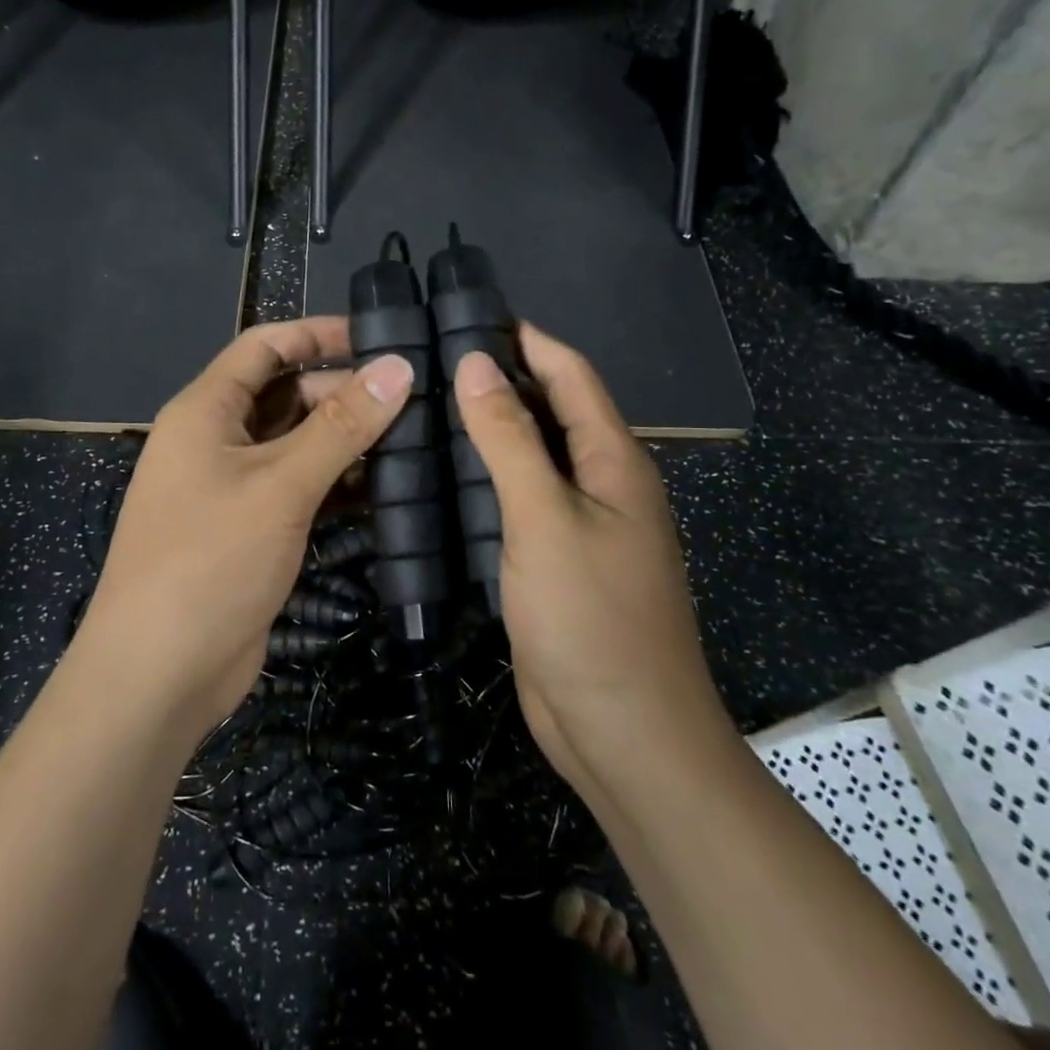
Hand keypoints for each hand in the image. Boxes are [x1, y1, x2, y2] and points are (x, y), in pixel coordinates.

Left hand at [77, 318, 413, 738]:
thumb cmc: (209, 560)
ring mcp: (233, 487)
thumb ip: (340, 425)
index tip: (381, 337)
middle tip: (415, 396)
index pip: (265, 346)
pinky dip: (337, 483)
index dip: (319, 334)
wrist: (157, 674)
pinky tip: (386, 487)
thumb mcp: (280, 485)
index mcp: (206, 410)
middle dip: (343, 391)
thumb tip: (398, 367)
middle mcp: (217, 440)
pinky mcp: (251, 529)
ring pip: (297, 444)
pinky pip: (299, 488)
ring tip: (414, 435)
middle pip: (286, 394)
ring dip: (346, 440)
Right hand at [450, 326, 731, 797]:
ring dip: (488, 428)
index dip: (526, 338)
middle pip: (550, 409)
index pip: (570, 374)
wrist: (626, 736)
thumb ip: (510, 438)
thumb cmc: (591, 619)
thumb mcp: (545, 518)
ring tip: (424, 405)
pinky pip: (518, 500)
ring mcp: (578, 523)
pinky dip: (485, 477)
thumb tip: (477, 364)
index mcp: (614, 459)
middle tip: (429, 358)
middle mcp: (601, 482)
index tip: (468, 313)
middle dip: (500, 378)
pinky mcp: (554, 559)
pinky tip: (441, 474)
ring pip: (530, 456)